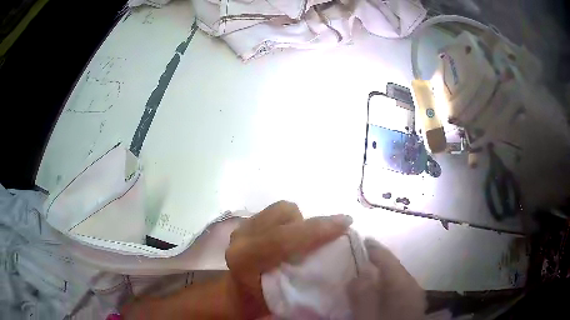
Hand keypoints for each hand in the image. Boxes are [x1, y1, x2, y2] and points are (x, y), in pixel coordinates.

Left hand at [224, 201, 352, 318]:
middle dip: (310, 223)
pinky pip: (276, 213)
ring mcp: (242, 228)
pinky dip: (291, 221)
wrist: (236, 294)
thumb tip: (340, 266)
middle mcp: (241, 238)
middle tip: (326, 238)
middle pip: (283, 214)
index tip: (346, 224)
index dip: (317, 230)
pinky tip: (294, 238)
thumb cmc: (261, 301)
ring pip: (281, 210)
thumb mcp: (283, 299)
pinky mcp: (246, 224)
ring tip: (306, 241)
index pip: (282, 239)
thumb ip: (305, 281)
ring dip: (300, 221)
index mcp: (245, 259)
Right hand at [348, 238, 425, 319]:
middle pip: (393, 266)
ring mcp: (414, 296)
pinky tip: (378, 290)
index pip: (388, 259)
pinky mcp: (412, 304)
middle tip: (358, 255)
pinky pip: (398, 287)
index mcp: (402, 285)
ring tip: (365, 271)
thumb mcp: (368, 318)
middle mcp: (412, 286)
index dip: (373, 248)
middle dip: (377, 259)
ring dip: (381, 272)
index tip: (360, 238)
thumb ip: (363, 295)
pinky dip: (387, 284)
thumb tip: (360, 272)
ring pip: (396, 277)